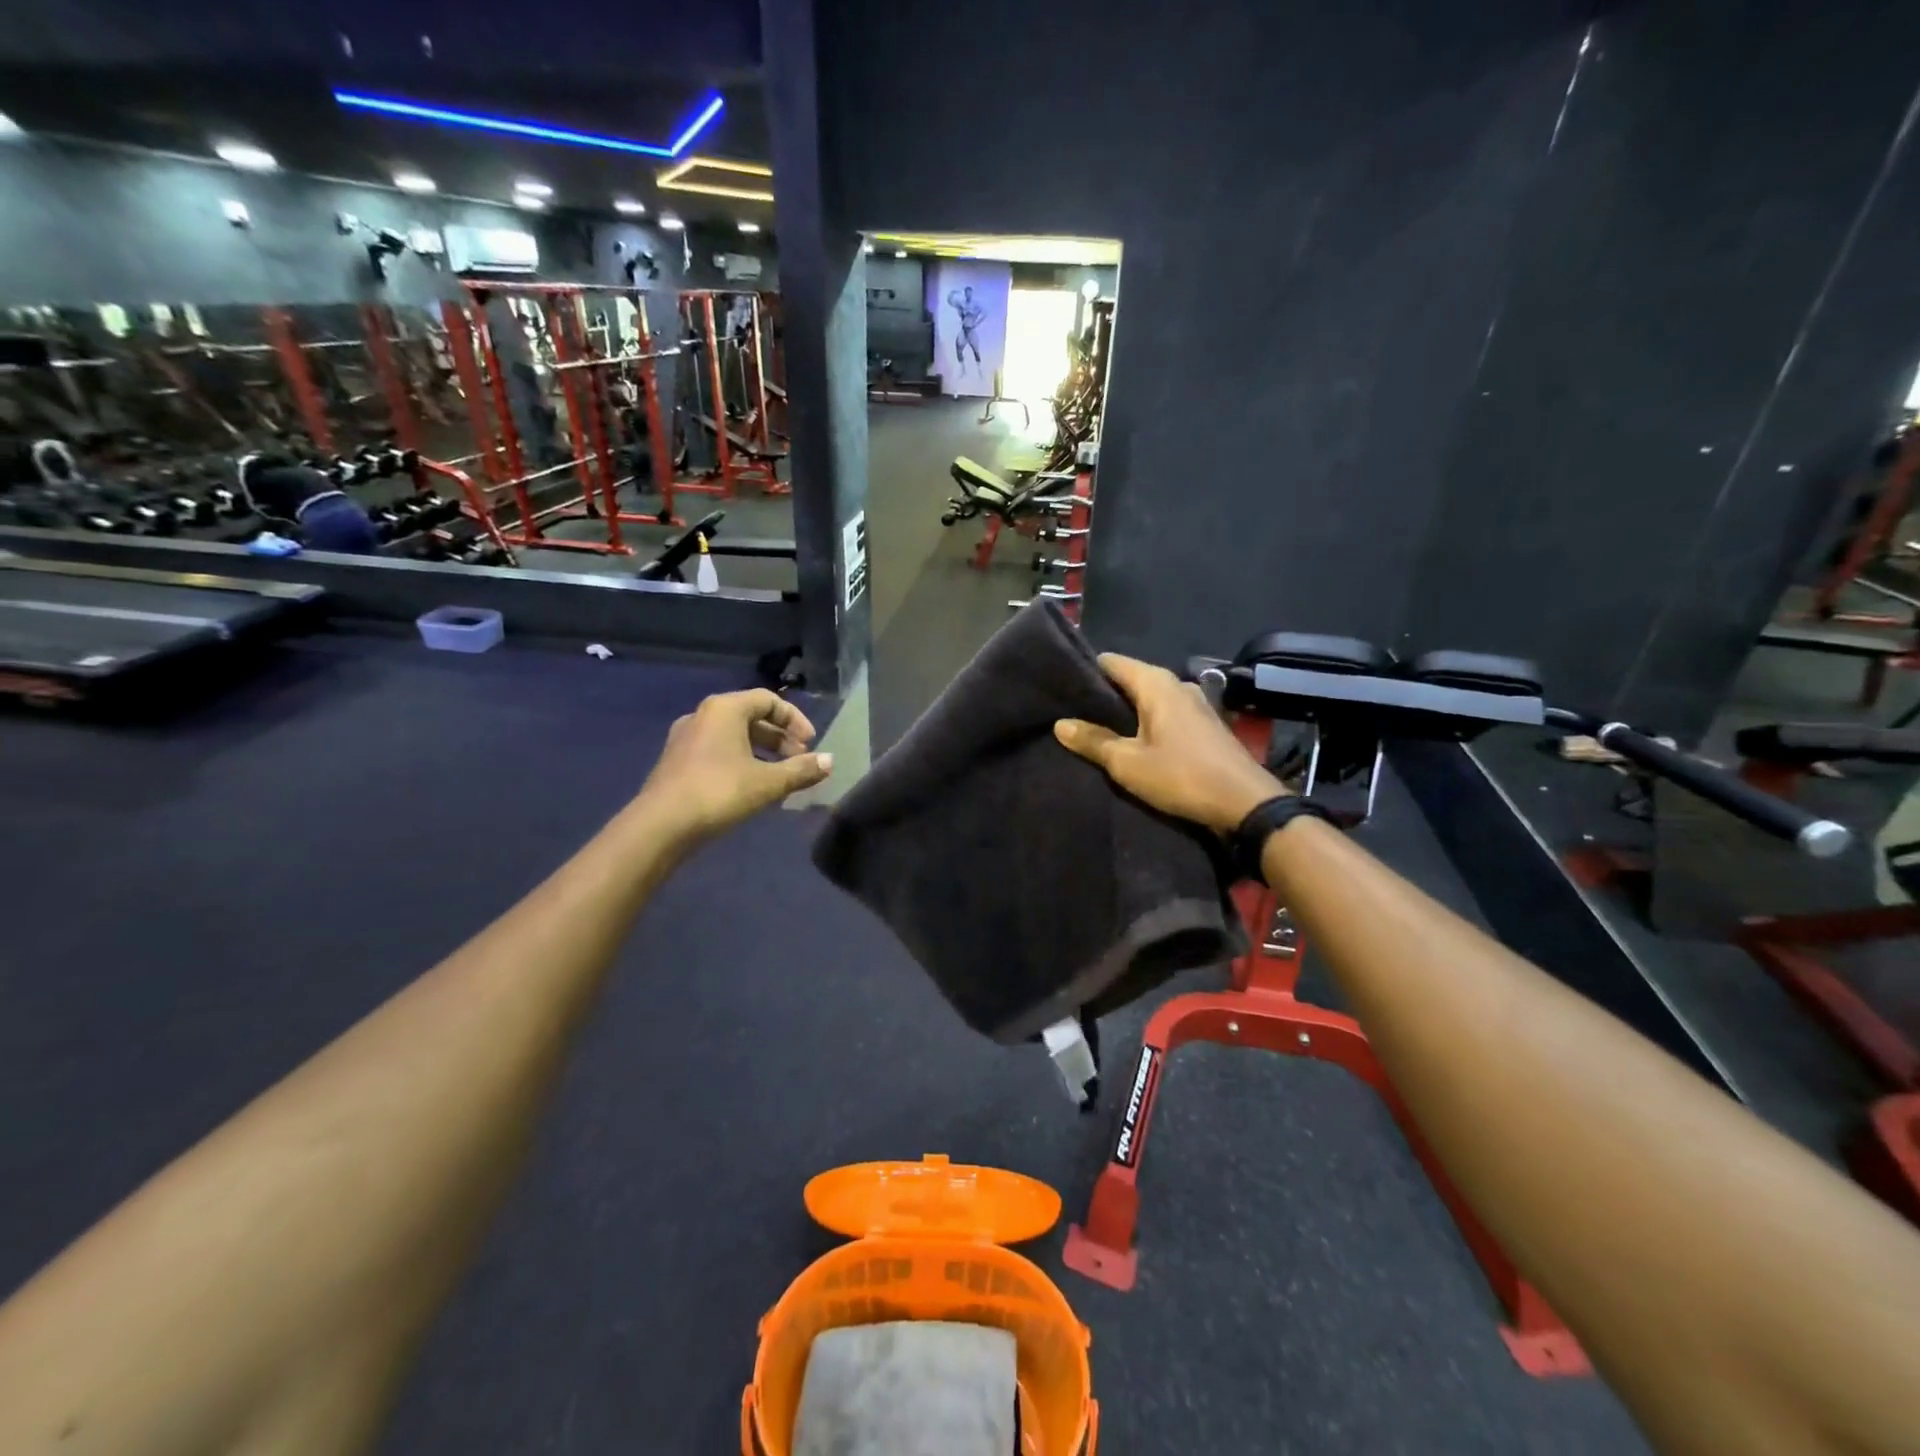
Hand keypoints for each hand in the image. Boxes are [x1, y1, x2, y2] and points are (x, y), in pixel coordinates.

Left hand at [637, 689, 832, 841]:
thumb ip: (801, 770)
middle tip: (799, 761)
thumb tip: (830, 761)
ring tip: (779, 777)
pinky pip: (718, 750)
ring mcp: (686, 738)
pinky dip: (741, 761)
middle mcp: (703, 715)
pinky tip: (751, 787)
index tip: (811, 744)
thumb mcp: (767, 783)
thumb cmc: (719, 792)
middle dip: (780, 738)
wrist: (660, 825)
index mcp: (725, 709)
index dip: (795, 720)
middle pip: (751, 717)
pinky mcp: (678, 761)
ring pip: (734, 735)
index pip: (769, 700)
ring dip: (762, 751)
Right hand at [1055, 653, 1284, 832]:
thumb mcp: (1128, 762)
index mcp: (1157, 684)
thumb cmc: (1182, 776)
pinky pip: (1164, 713)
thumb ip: (1093, 741)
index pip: (1112, 662)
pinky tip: (1130, 739)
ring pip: (1149, 698)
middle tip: (1070, 709)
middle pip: (1131, 679)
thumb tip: (1060, 724)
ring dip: (1125, 711)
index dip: (1085, 671)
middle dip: (1103, 693)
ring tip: (1095, 726)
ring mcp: (1195, 704)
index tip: (1061, 684)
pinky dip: (1145, 722)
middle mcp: (1177, 684)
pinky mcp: (1204, 725)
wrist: (1245, 803)